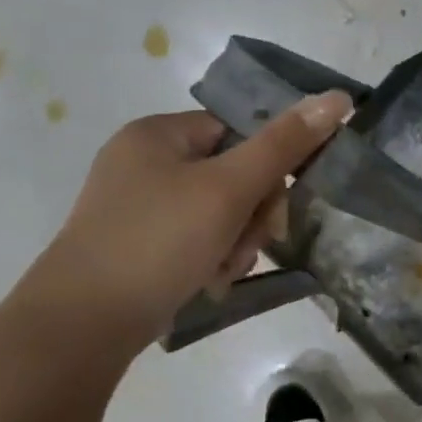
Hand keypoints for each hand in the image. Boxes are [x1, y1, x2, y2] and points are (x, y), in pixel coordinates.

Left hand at [18, 90, 351, 349]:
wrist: (83, 324)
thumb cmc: (158, 241)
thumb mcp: (229, 188)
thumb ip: (285, 144)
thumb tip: (337, 97)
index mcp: (157, 134)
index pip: (238, 131)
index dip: (267, 167)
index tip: (275, 206)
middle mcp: (145, 163)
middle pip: (233, 175)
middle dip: (252, 216)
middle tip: (249, 245)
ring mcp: (140, 206)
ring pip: (221, 213)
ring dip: (237, 242)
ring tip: (223, 270)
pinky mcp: (140, 244)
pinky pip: (197, 239)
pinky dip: (213, 259)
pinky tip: (208, 282)